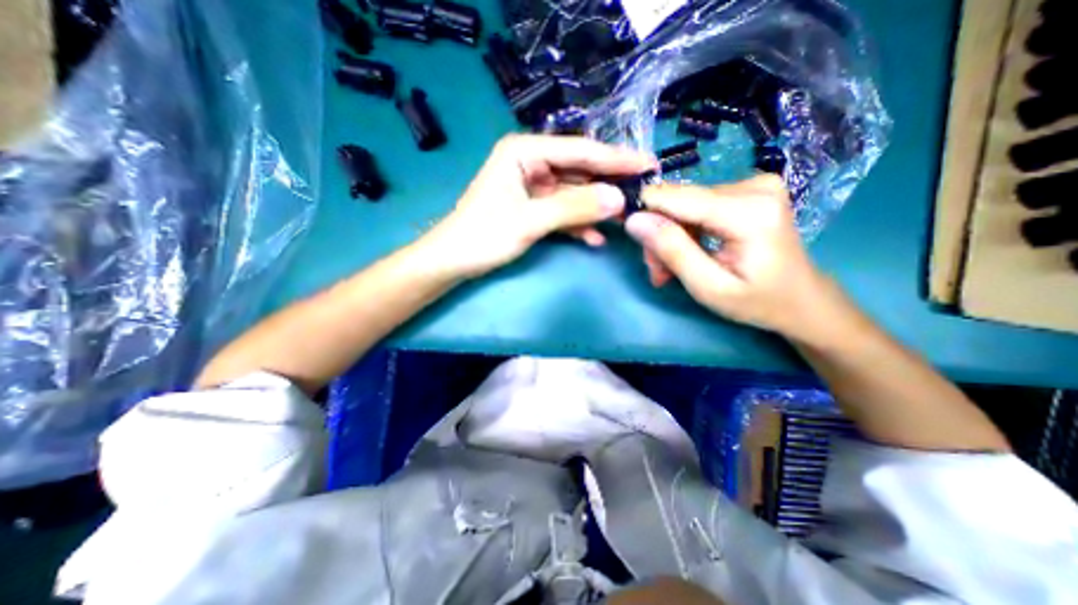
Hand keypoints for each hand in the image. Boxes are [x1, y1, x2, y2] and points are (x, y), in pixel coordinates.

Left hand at [420, 131, 656, 276]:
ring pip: (573, 193)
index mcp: (524, 151)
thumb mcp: (530, 221)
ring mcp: (533, 186)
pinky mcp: (533, 207)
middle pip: (579, 171)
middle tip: (642, 193)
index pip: (578, 151)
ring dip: (595, 208)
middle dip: (608, 185)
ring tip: (625, 219)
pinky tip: (596, 238)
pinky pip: (562, 211)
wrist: (454, 261)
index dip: (615, 159)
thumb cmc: (483, 236)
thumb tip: (618, 199)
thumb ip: (574, 208)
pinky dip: (578, 224)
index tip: (648, 164)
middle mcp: (531, 162)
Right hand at [623, 178, 841, 341]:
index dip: (645, 212)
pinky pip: (697, 205)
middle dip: (660, 236)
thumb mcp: (708, 287)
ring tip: (669, 269)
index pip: (677, 197)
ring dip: (670, 236)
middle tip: (657, 271)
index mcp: (749, 211)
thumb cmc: (757, 302)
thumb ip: (672, 251)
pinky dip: (685, 231)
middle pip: (679, 202)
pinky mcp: (747, 189)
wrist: (801, 299)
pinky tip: (686, 253)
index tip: (631, 239)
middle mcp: (753, 185)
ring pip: (683, 204)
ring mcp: (753, 183)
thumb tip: (634, 220)